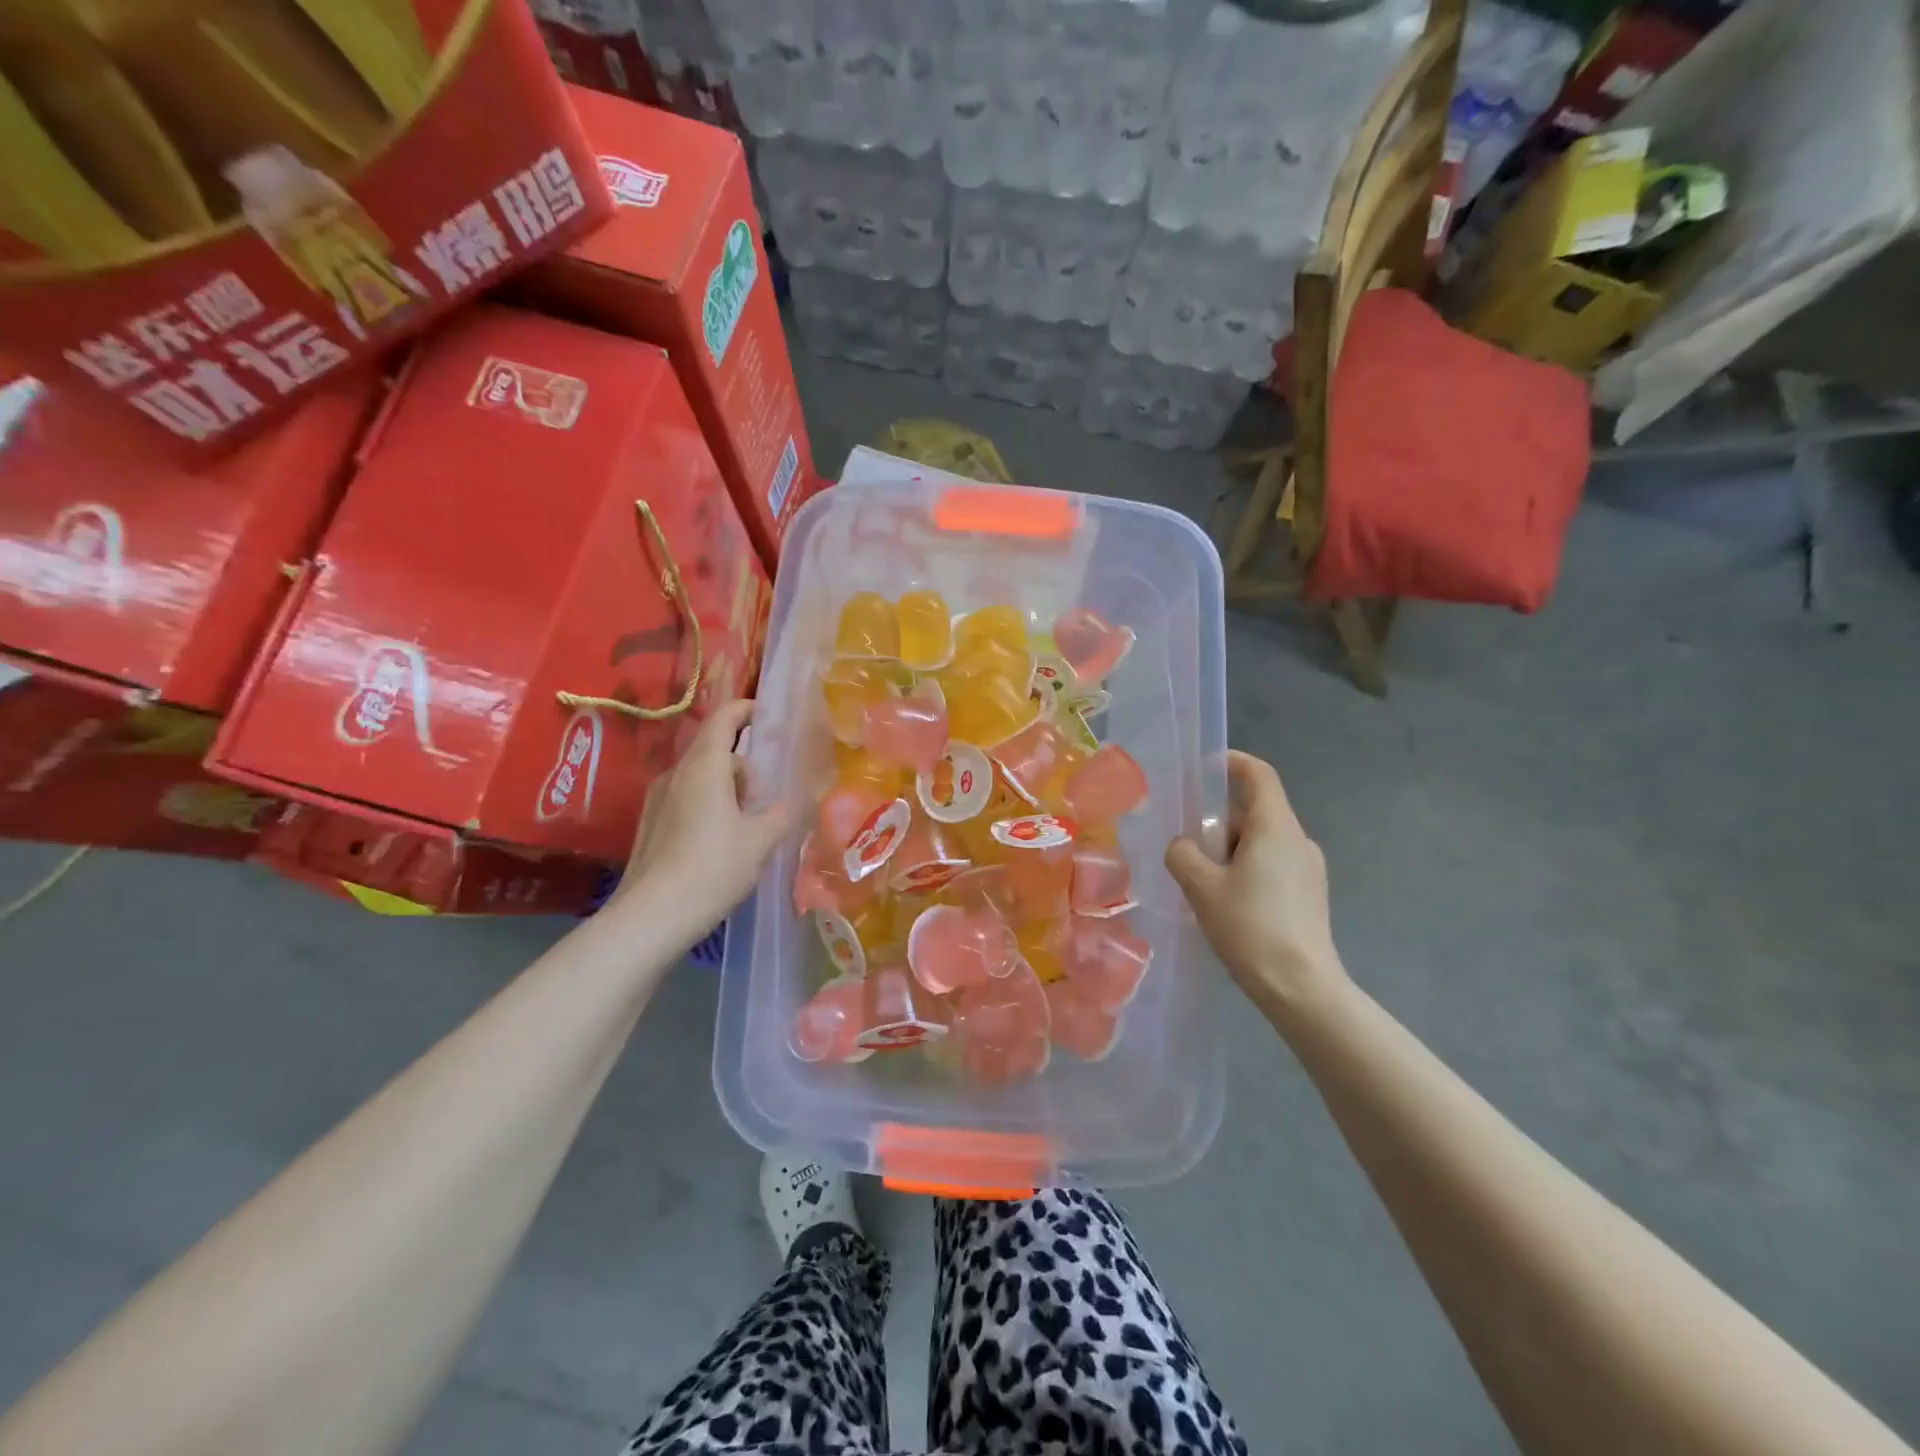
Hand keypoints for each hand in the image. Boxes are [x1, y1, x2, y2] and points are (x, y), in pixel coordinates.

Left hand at [618, 699, 789, 927]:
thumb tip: (786, 805)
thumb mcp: (760, 841)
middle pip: (713, 752)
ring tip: (743, 827)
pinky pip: (684, 800)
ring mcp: (657, 799)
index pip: (723, 720)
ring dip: (725, 790)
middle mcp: (676, 774)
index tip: (764, 713)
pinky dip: (706, 807)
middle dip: (742, 767)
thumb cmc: (714, 867)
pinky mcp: (648, 824)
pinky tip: (717, 843)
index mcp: (704, 767)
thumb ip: (779, 815)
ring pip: (699, 778)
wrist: (653, 916)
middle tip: (762, 800)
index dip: (744, 710)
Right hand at [1165, 751, 1346, 1009]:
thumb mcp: (1201, 887)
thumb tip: (1183, 846)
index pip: (1259, 775)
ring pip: (1261, 842)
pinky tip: (1227, 904)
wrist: (1301, 988)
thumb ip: (1183, 854)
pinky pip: (1272, 866)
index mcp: (1276, 828)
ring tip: (1202, 883)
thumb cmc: (1250, 927)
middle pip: (1255, 812)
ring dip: (1230, 851)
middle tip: (1187, 847)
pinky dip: (1246, 871)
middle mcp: (1298, 840)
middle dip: (1218, 822)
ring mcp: (1310, 869)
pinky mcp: (1310, 895)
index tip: (1206, 767)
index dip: (1233, 763)